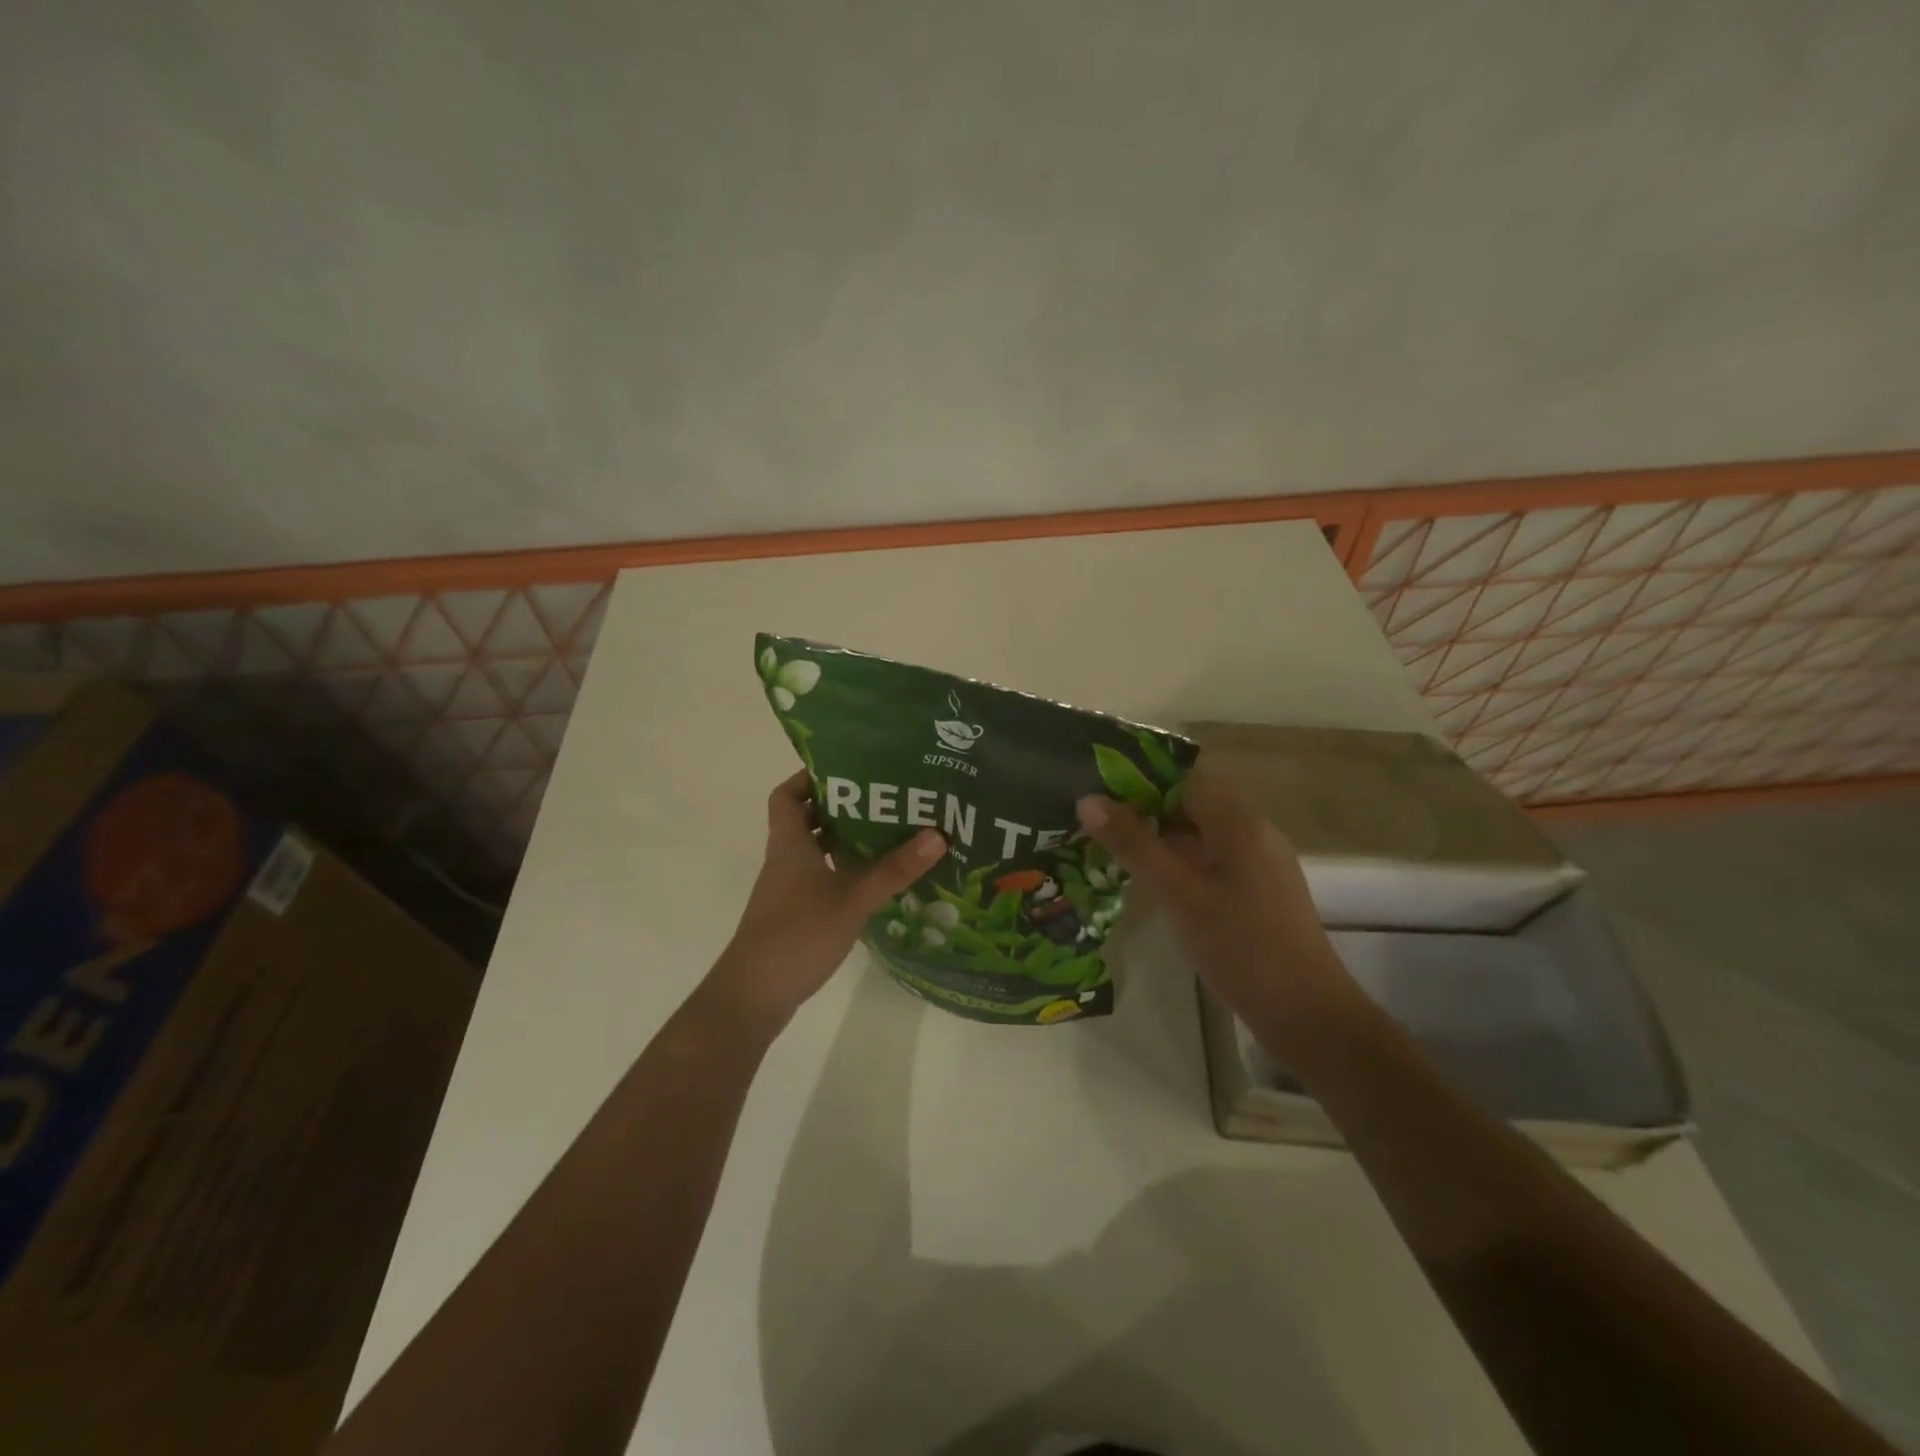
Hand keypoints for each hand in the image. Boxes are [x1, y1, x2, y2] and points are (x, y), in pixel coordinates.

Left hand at [706, 772, 946, 1031]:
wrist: (754, 995)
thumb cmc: (797, 935)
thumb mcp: (852, 899)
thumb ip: (893, 869)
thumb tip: (937, 834)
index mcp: (790, 844)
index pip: (787, 794)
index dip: (810, 777)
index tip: (848, 770)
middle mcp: (786, 859)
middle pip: (807, 819)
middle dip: (842, 806)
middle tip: (884, 798)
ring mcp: (789, 889)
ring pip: (817, 850)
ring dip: (846, 839)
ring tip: (889, 832)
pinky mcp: (796, 913)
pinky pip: (822, 878)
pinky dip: (845, 871)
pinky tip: (875, 879)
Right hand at [1075, 770, 1351, 1028]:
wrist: (1305, 1013)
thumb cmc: (1239, 945)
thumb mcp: (1178, 892)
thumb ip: (1133, 844)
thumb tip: (1086, 799)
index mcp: (1239, 822)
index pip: (1184, 778)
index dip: (1140, 779)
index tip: (1098, 790)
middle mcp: (1253, 833)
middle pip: (1191, 804)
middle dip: (1145, 809)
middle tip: (1096, 822)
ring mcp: (1258, 864)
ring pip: (1200, 835)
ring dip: (1159, 837)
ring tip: (1111, 848)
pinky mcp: (1257, 893)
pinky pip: (1211, 861)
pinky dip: (1179, 863)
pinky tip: (1151, 882)